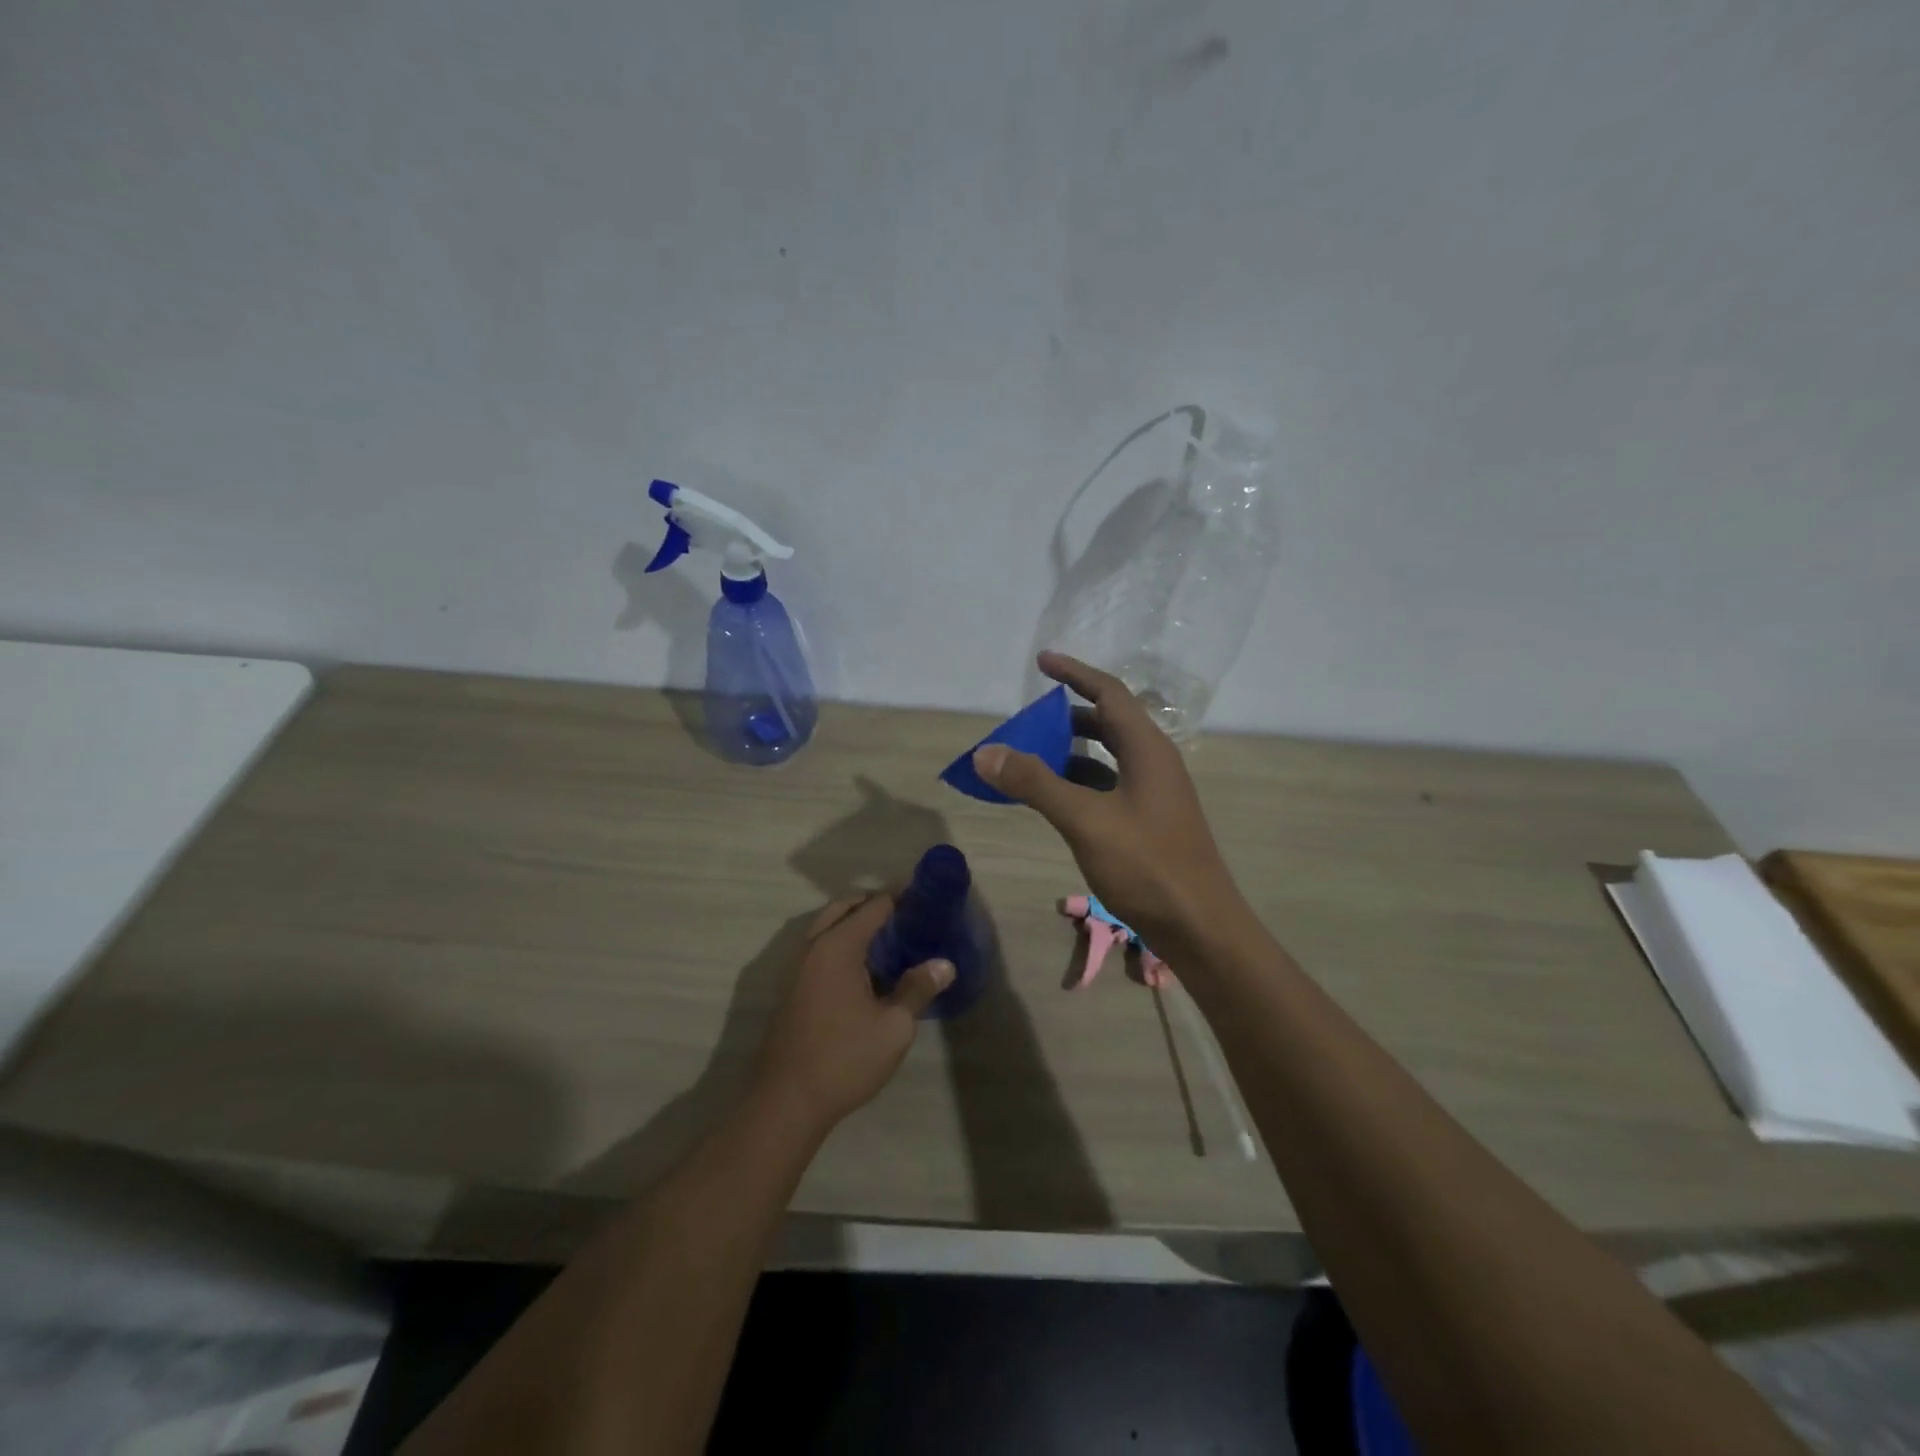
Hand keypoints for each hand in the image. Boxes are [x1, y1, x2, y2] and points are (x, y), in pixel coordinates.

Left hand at [753, 894, 952, 1134]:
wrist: (787, 1102)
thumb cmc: (845, 1059)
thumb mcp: (893, 1027)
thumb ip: (917, 989)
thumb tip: (944, 965)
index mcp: (837, 947)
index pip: (873, 906)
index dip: (900, 898)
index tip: (925, 900)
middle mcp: (813, 947)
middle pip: (844, 909)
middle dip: (874, 906)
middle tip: (907, 918)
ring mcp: (796, 967)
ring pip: (827, 927)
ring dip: (853, 924)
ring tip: (888, 941)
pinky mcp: (790, 988)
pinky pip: (818, 948)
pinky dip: (840, 943)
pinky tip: (864, 969)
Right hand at [973, 652, 1245, 952]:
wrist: (1200, 928)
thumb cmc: (1148, 866)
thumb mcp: (1086, 821)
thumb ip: (1036, 783)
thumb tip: (986, 752)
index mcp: (1147, 749)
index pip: (1109, 693)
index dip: (1075, 672)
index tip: (1041, 661)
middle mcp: (1154, 763)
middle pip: (1108, 722)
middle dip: (1067, 715)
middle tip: (1028, 718)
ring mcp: (1154, 794)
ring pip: (1107, 757)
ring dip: (1071, 751)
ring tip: (1030, 755)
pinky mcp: (1149, 821)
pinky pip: (1108, 786)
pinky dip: (1079, 782)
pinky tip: (1054, 798)